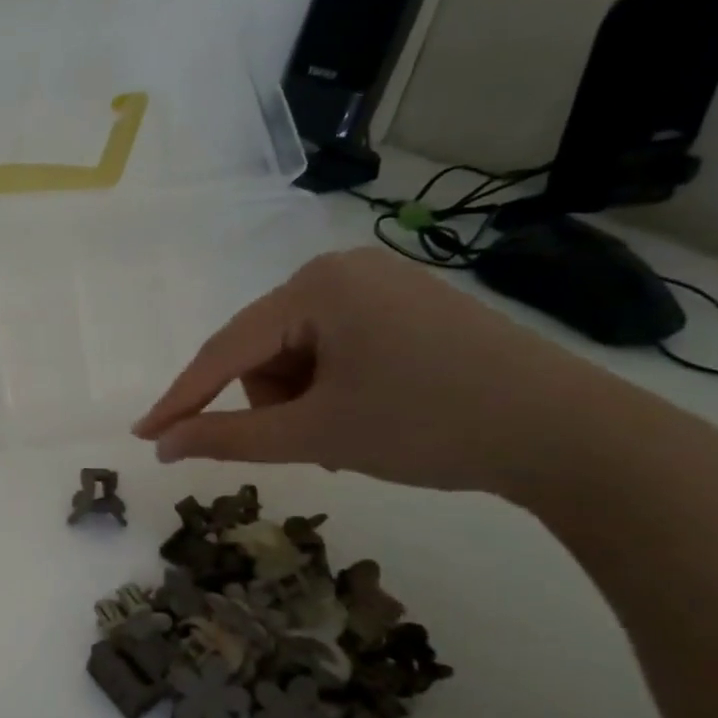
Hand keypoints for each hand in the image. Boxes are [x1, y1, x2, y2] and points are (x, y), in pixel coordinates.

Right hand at [133, 248, 673, 501]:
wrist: (575, 436)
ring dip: (301, 399)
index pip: (225, 349)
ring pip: (296, 352)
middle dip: (270, 402)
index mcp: (316, 286)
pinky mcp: (406, 306)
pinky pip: (334, 347)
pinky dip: (330, 387)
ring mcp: (378, 284)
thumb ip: (227, 437)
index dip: (181, 398)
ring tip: (343, 433)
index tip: (143, 435)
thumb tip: (161, 447)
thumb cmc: (430, 425)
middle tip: (307, 444)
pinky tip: (364, 412)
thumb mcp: (315, 434)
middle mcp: (341, 270)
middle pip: (262, 349)